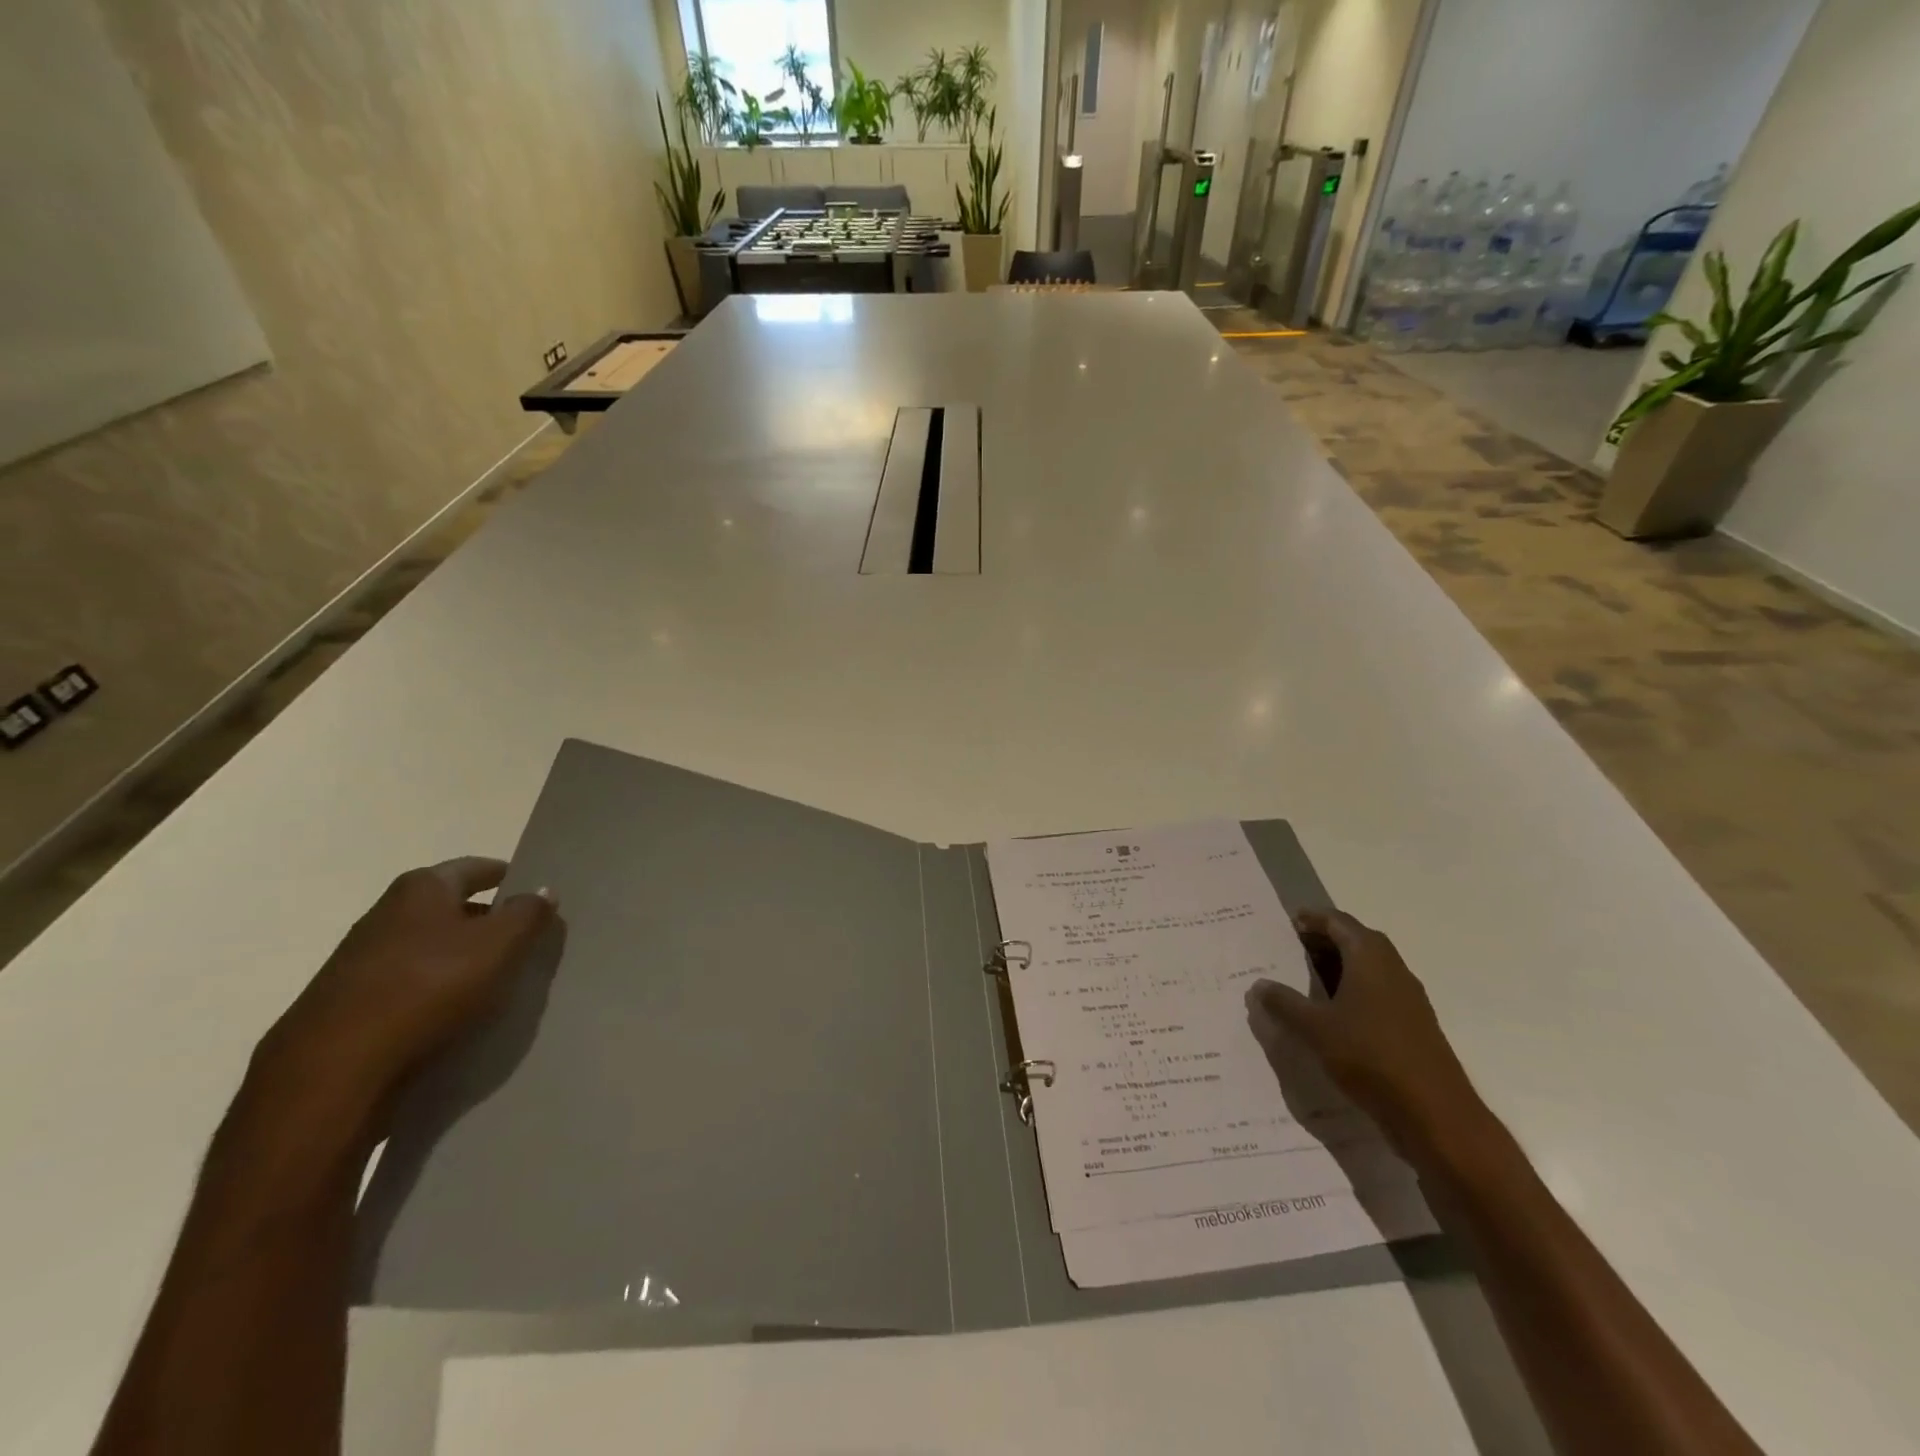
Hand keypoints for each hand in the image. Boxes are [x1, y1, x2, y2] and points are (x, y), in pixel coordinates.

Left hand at [255, 858, 560, 1120]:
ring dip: (459, 956)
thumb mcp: (499, 945)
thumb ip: (528, 914)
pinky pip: (407, 982)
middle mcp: (385, 912)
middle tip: (523, 939)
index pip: (476, 867)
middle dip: (486, 919)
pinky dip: (433, 987)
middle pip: (450, 905)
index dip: (509, 877)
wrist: (334, 1069)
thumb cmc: (429, 987)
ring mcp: (360, 958)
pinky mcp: (347, 1001)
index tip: (535, 893)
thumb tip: (543, 890)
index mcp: (421, 888)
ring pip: (427, 946)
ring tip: (492, 979)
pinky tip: (450, 1011)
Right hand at [1245, 908, 1487, 1161]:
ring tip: (1303, 982)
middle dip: (1324, 942)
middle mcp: (1393, 969)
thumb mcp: (1315, 1028)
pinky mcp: (1413, 1027)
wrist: (1435, 1115)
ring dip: (1338, 969)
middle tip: (1290, 950)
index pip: (1339, 922)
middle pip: (1355, 941)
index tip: (1288, 923)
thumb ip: (1284, 1003)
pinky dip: (1352, 993)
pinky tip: (1331, 1017)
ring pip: (1367, 970)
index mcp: (1370, 957)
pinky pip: (1376, 995)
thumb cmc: (1370, 1056)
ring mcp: (1407, 999)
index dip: (1313, 919)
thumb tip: (1259, 985)